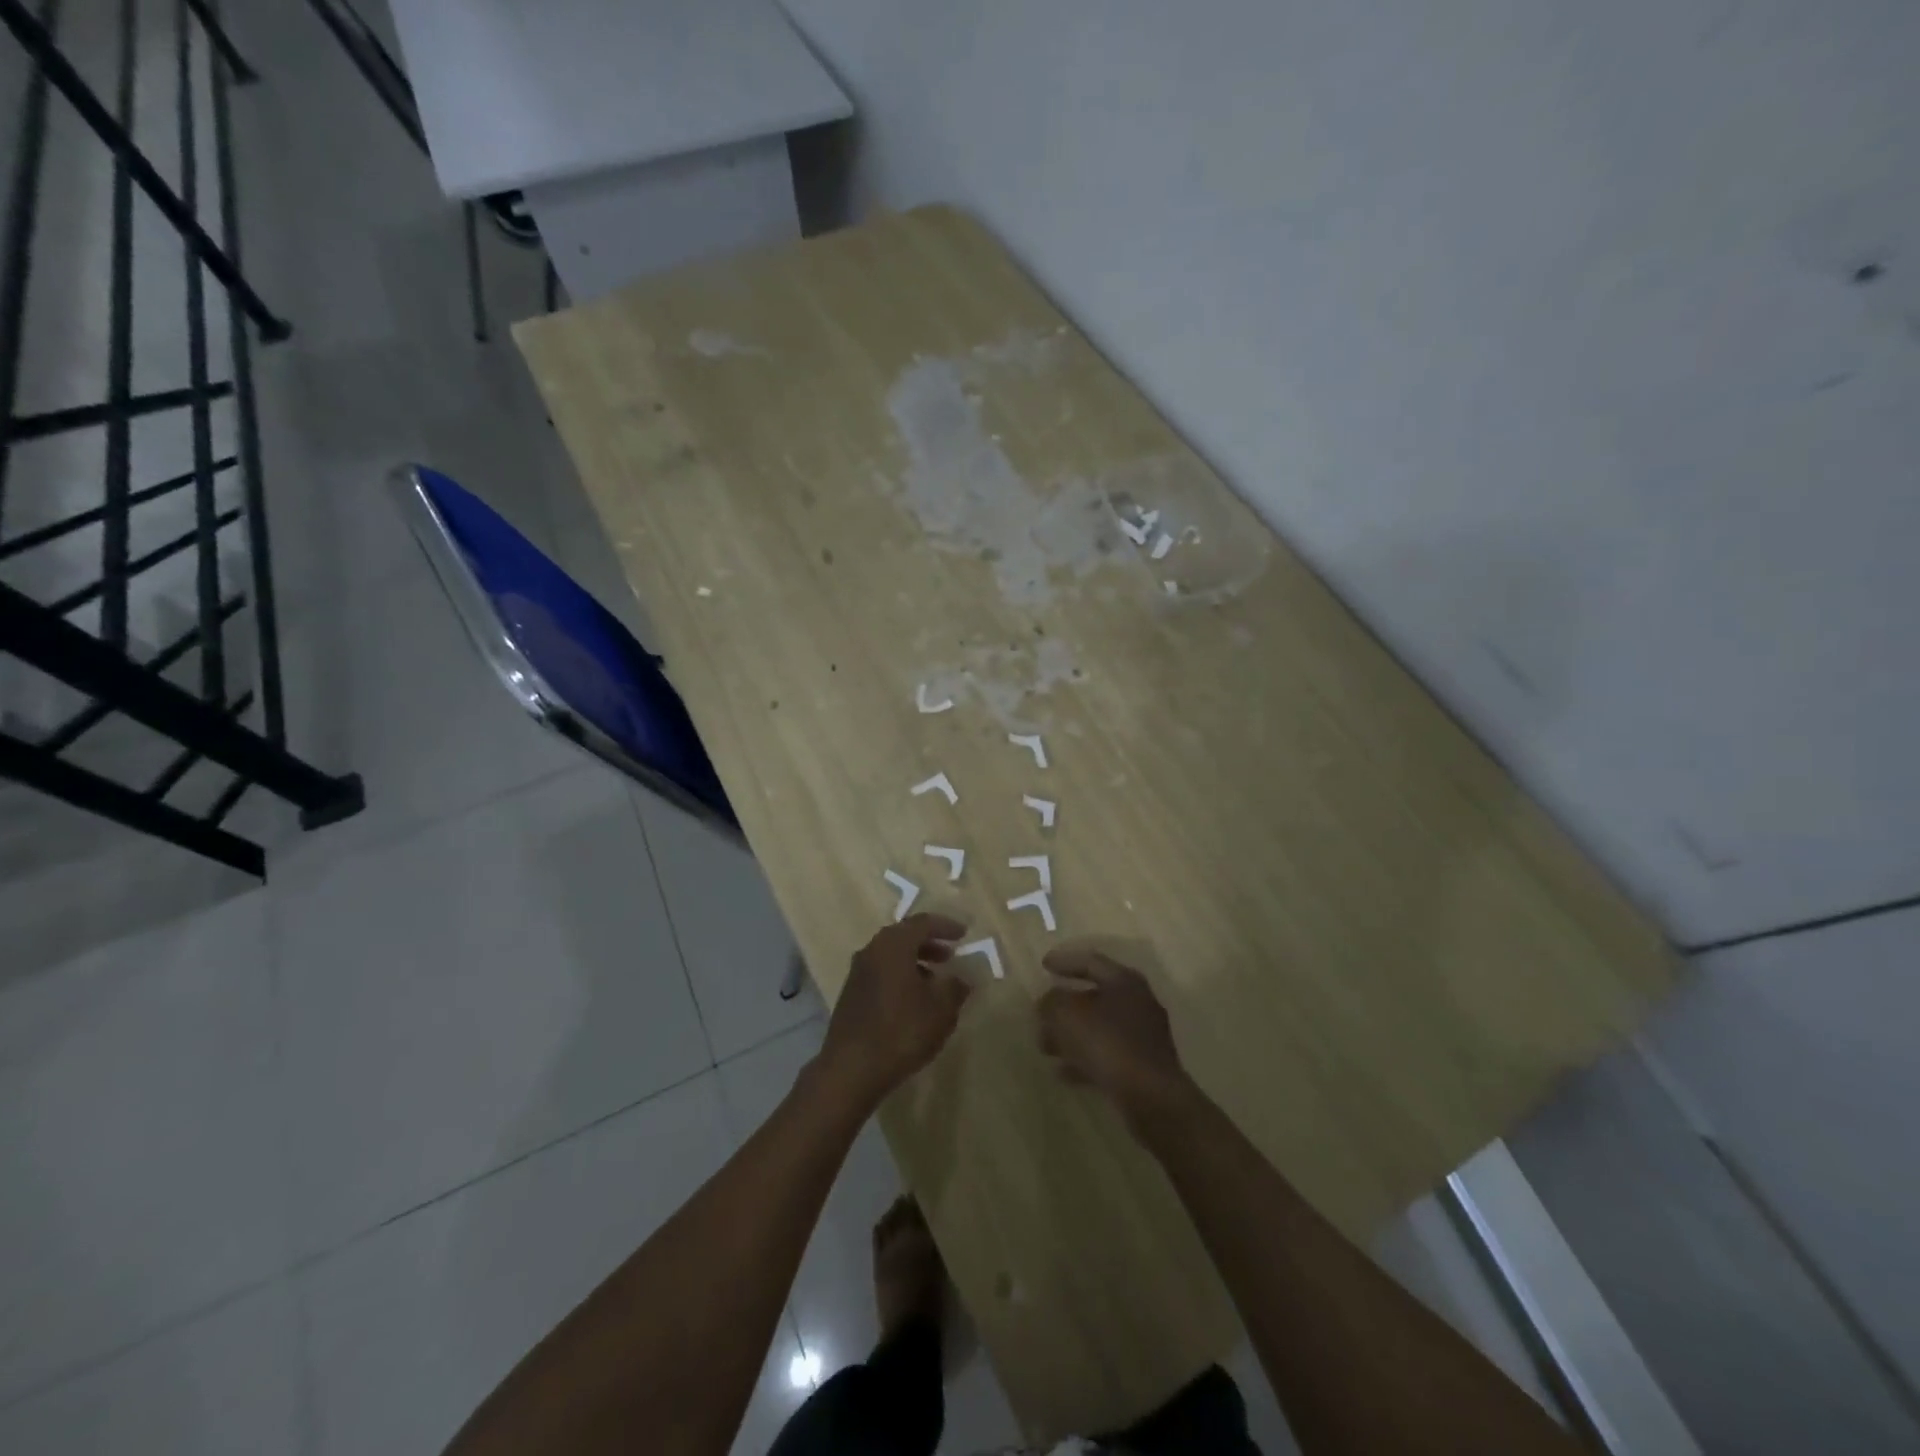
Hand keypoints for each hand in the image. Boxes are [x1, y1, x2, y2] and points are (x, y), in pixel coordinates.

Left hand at [819, 915, 970, 1109]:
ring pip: (891, 955)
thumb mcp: (941, 1010)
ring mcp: (858, 972)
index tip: (963, 934)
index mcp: (894, 945)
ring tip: (935, 980)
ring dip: (915, 961)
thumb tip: (961, 978)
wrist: (851, 1069)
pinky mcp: (851, 994)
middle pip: (904, 936)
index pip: (922, 923)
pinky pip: (881, 972)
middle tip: (950, 955)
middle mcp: (872, 951)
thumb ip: (955, 988)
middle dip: (929, 943)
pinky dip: (900, 976)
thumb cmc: (901, 1031)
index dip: (945, 926)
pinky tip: (913, 1000)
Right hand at [1038, 949, 1194, 1124]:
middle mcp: (1138, 1003)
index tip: (1044, 965)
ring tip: (1045, 1047)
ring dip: (1071, 1035)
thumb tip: (1049, 1001)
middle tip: (1040, 1013)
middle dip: (1064, 1006)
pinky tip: (1063, 1072)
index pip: (1091, 961)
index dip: (1065, 961)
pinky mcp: (1142, 1066)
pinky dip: (1084, 1059)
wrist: (1152, 1097)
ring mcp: (1143, 1036)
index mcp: (1124, 982)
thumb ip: (1052, 1002)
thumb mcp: (1068, 1016)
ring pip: (1099, 1027)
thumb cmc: (1108, 1044)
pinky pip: (1107, 1054)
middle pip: (1095, 996)